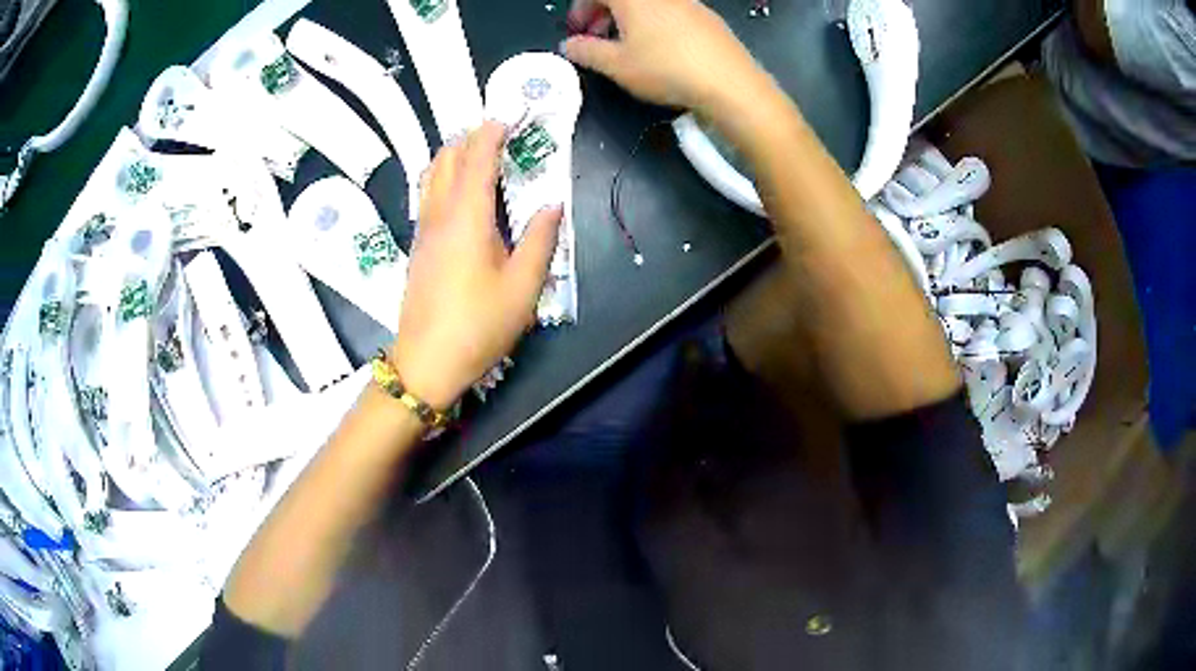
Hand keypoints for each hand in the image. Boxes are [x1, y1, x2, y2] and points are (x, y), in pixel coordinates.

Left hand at [391, 122, 562, 409]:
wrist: (427, 362)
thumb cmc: (479, 325)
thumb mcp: (523, 287)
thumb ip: (541, 240)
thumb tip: (552, 205)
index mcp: (467, 218)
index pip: (476, 159)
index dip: (491, 132)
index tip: (507, 116)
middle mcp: (440, 215)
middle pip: (446, 159)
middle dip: (469, 137)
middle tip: (496, 131)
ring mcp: (424, 230)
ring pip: (431, 175)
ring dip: (452, 154)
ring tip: (476, 151)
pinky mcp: (418, 247)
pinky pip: (427, 195)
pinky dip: (442, 176)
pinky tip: (457, 188)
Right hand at [562, 0, 767, 115]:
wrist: (730, 83)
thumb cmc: (666, 69)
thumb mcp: (617, 66)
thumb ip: (587, 52)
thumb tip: (569, 45)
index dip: (580, 10)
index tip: (577, 33)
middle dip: (602, 14)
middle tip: (597, 39)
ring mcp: (688, 3)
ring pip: (647, 4)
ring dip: (628, 20)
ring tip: (627, 47)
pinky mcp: (707, 17)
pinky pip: (670, 12)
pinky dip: (654, 23)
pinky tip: (661, 50)